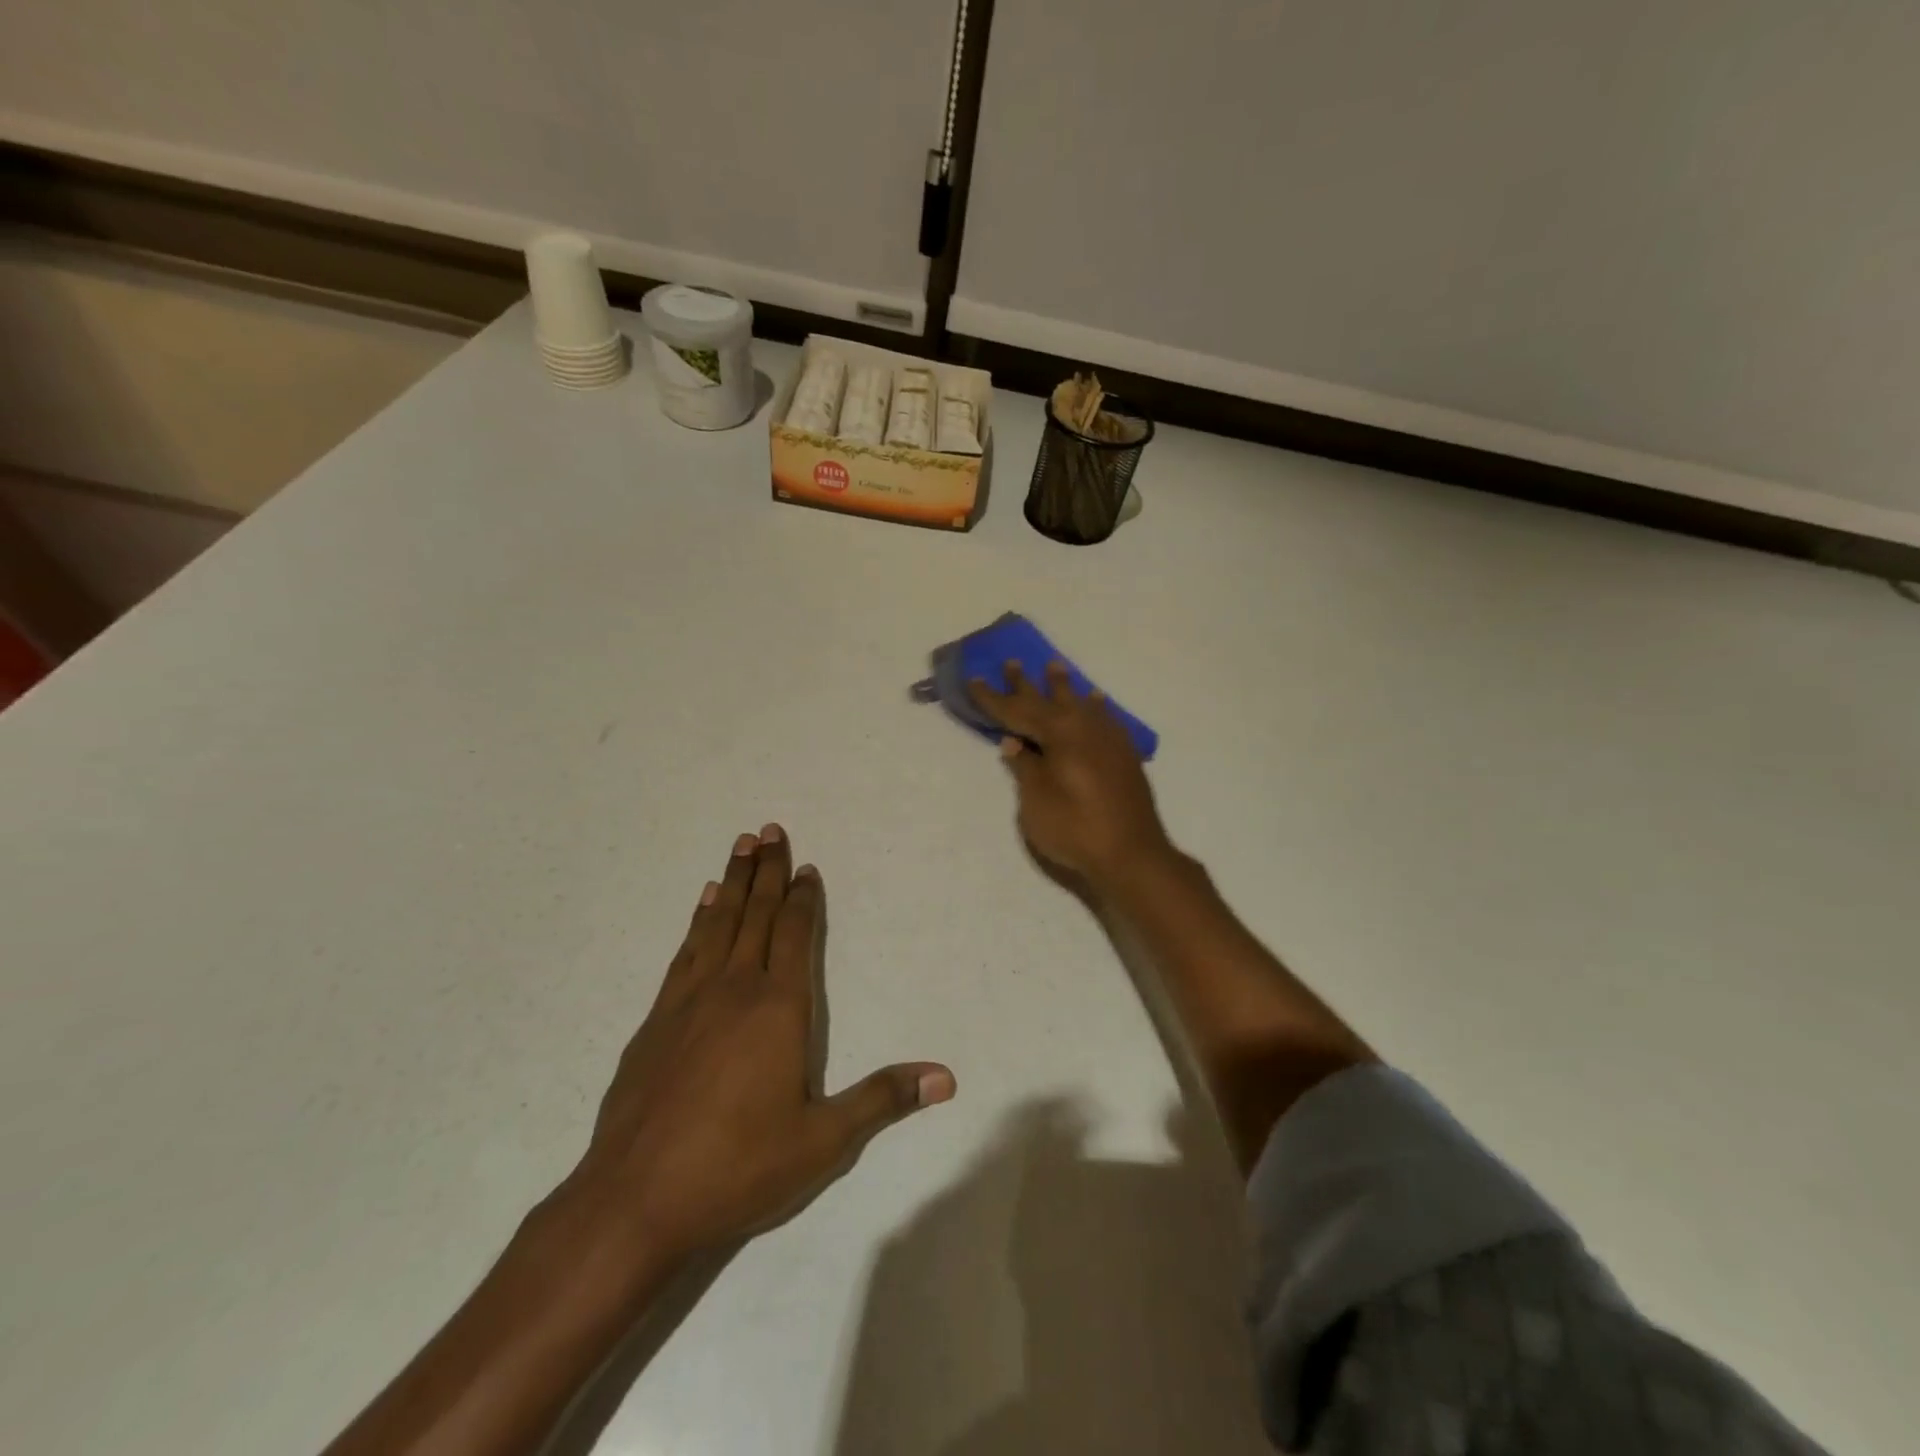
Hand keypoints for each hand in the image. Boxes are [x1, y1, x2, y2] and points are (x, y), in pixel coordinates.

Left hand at [567, 826, 954, 1273]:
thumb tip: (946, 1077)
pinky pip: (685, 951)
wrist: (633, 1202)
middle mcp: (734, 989)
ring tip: (740, 847)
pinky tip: (702, 905)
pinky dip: (697, 920)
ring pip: (718, 924)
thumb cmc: (737, 1168)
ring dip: (733, 883)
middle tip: (770, 829)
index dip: (804, 899)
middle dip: (767, 871)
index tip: (807, 867)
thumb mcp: (823, 1142)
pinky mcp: (656, 1021)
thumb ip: (883, 1099)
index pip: (796, 936)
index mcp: (778, 1009)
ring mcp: (689, 1001)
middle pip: (756, 915)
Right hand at [970, 662, 1173, 890]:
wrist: (1131, 854)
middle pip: (1049, 700)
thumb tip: (1013, 742)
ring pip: (1080, 704)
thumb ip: (1025, 767)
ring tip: (1055, 667)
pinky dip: (1095, 707)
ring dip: (1064, 687)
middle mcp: (1084, 727)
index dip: (993, 698)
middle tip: (1012, 662)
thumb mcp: (1035, 801)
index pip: (1017, 711)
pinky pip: (1105, 718)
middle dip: (1026, 684)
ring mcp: (1108, 739)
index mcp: (1059, 734)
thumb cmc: (1074, 828)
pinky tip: (1096, 702)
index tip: (974, 679)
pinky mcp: (1124, 755)